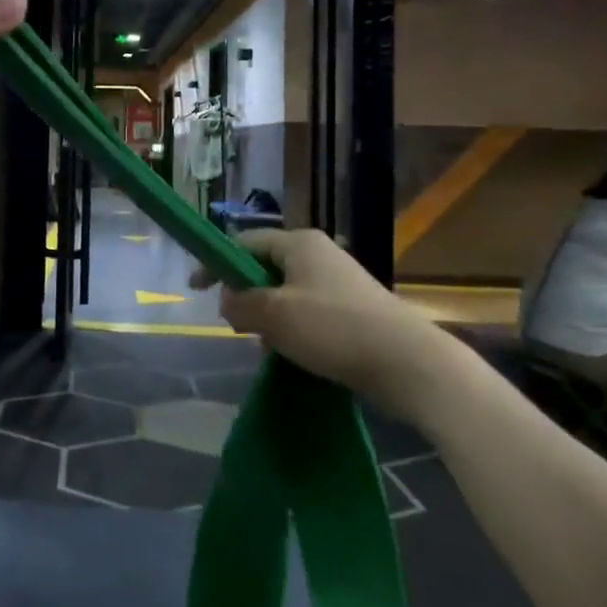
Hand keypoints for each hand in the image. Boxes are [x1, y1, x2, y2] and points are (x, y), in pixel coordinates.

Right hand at [193, 228, 469, 423]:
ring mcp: (340, 282)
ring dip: (269, 316)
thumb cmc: (334, 329)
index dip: (216, 263)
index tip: (196, 289)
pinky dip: (293, 328)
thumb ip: (241, 303)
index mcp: (299, 243)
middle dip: (245, 294)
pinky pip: (309, 311)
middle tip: (234, 324)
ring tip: (265, 345)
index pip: (244, 243)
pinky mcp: (355, 309)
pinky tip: (295, 354)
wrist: (409, 363)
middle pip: (266, 266)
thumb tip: (228, 300)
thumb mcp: (274, 315)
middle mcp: (320, 254)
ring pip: (286, 292)